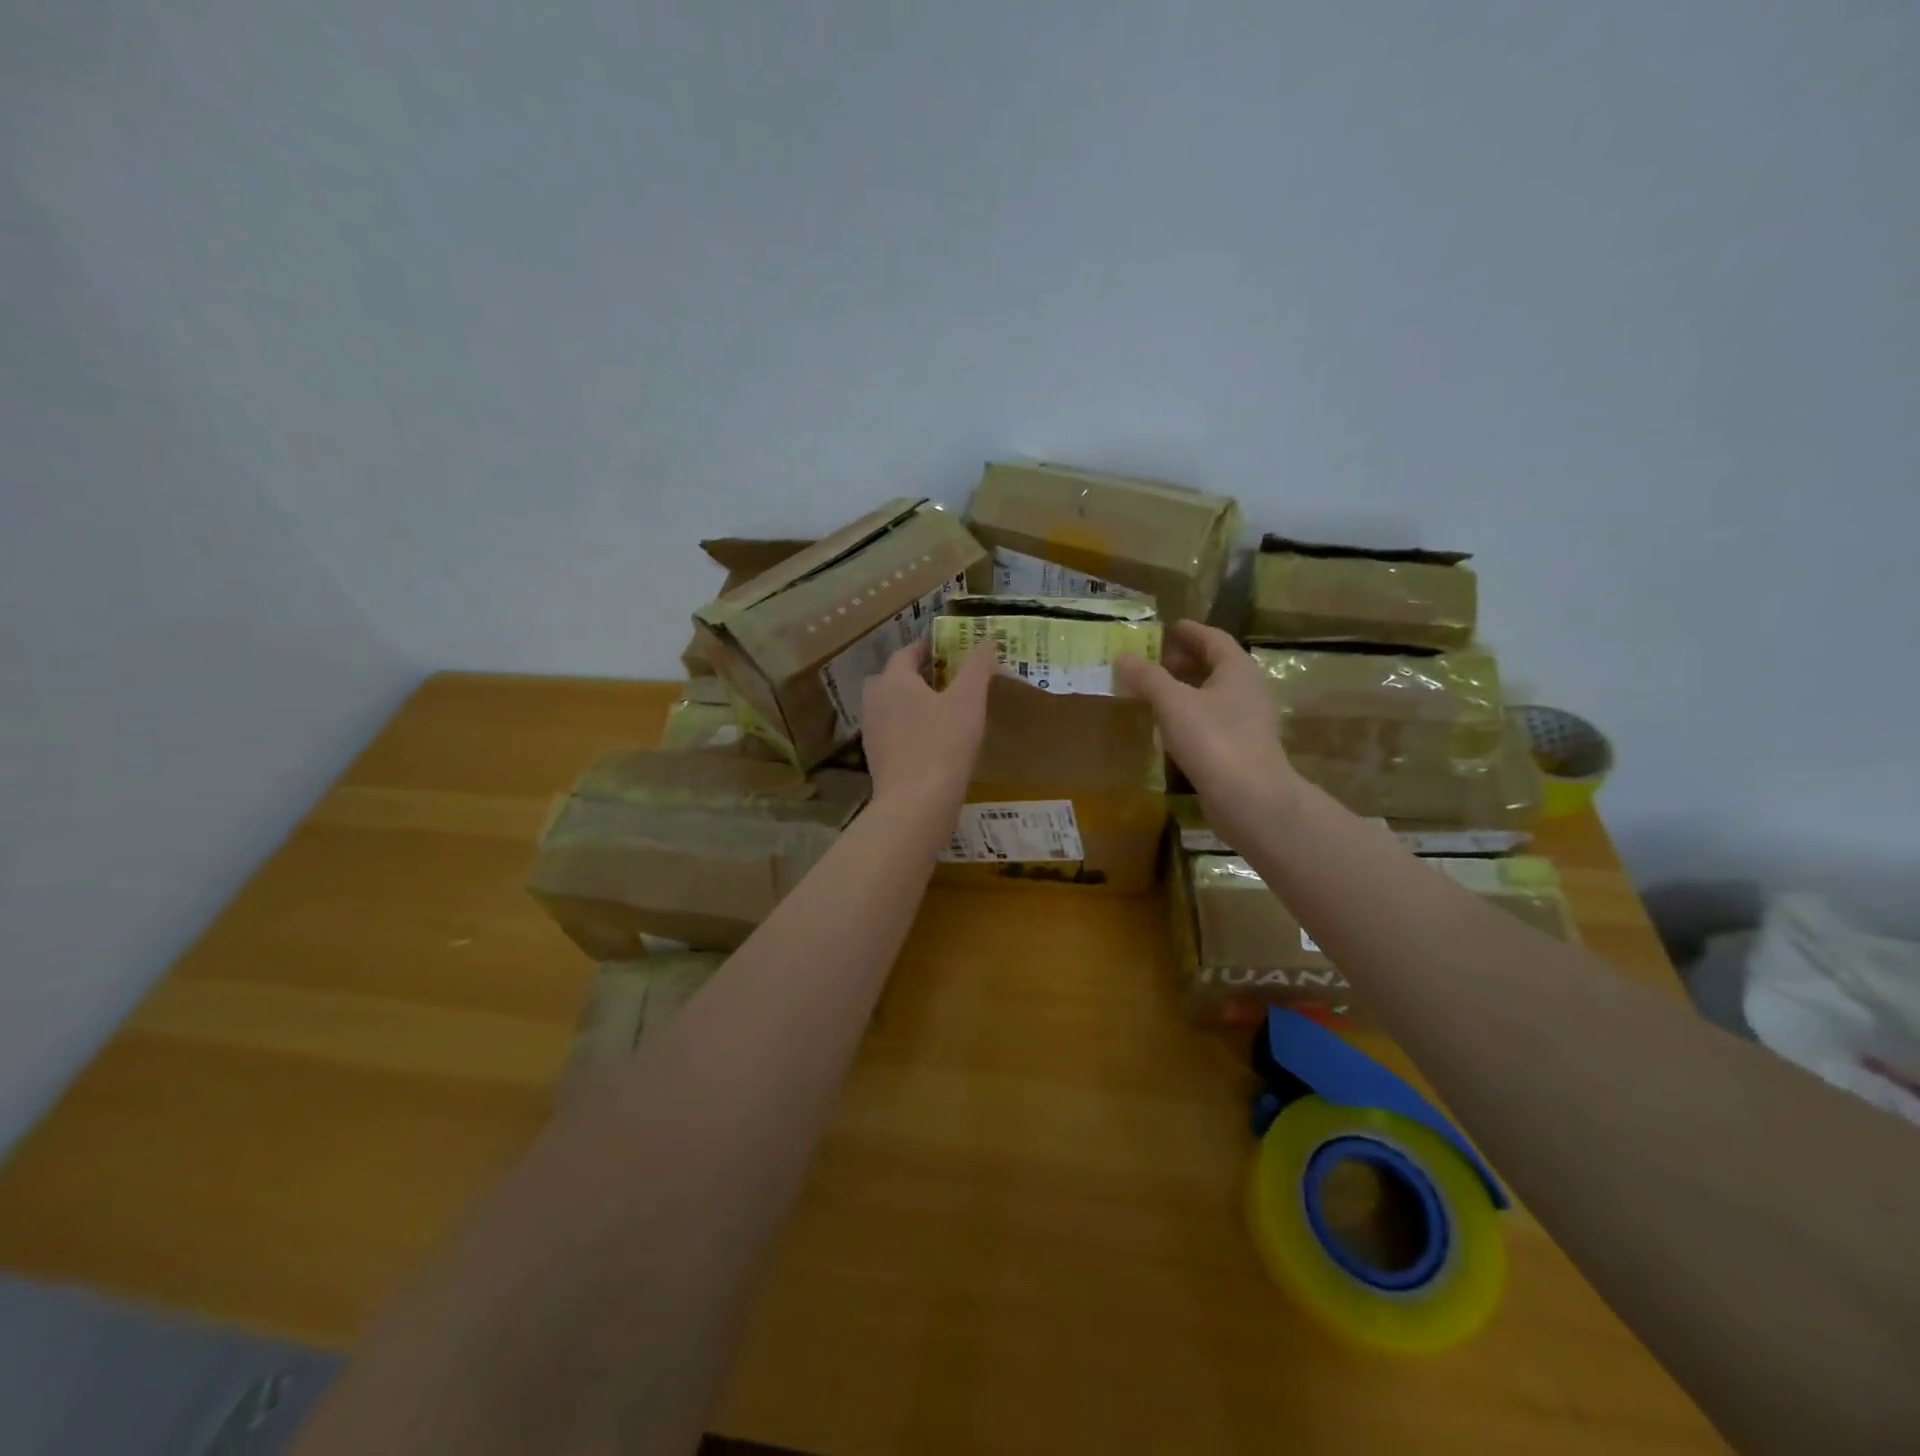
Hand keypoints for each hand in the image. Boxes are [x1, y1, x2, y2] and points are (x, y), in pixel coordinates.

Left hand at [859, 638, 995, 809]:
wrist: (915, 805)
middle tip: (941, 679)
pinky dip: (909, 732)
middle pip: (891, 680)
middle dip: (913, 676)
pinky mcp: (878, 762)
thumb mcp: (969, 700)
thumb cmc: (943, 744)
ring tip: (940, 711)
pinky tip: (933, 744)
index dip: (926, 647)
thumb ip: (977, 667)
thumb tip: (986, 641)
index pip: (906, 653)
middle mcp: (875, 703)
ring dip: (910, 705)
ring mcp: (873, 735)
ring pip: (890, 709)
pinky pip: (893, 736)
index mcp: (893, 681)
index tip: (945, 647)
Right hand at [1115, 621, 1299, 812]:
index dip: (1189, 631)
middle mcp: (1248, 689)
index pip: (1213, 638)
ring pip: (1214, 693)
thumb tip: (1123, 656)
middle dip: (1186, 659)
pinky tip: (1170, 726)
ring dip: (1187, 688)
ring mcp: (1248, 720)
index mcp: (1237, 669)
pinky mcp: (1241, 747)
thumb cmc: (1213, 740)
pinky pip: (1213, 719)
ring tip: (1156, 692)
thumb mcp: (1173, 703)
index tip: (1167, 628)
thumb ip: (1147, 678)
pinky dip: (1191, 714)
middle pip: (1216, 664)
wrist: (1250, 798)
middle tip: (1155, 661)